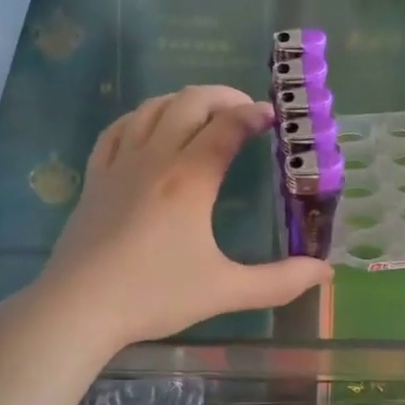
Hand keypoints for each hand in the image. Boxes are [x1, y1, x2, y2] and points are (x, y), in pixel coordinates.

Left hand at [36, 86, 331, 348]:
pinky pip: (116, 129)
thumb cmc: (154, 295)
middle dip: (223, 96)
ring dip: (183, 100)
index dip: (253, 114)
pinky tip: (148, 127)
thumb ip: (280, 282)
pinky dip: (140, 117)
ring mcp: (120, 163)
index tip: (272, 117)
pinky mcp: (95, 177)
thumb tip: (325, 273)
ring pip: (152, 108)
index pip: (227, 126)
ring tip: (204, 114)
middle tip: (244, 110)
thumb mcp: (225, 290)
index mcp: (190, 179)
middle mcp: (156, 158)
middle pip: (190, 102)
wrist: (79, 307)